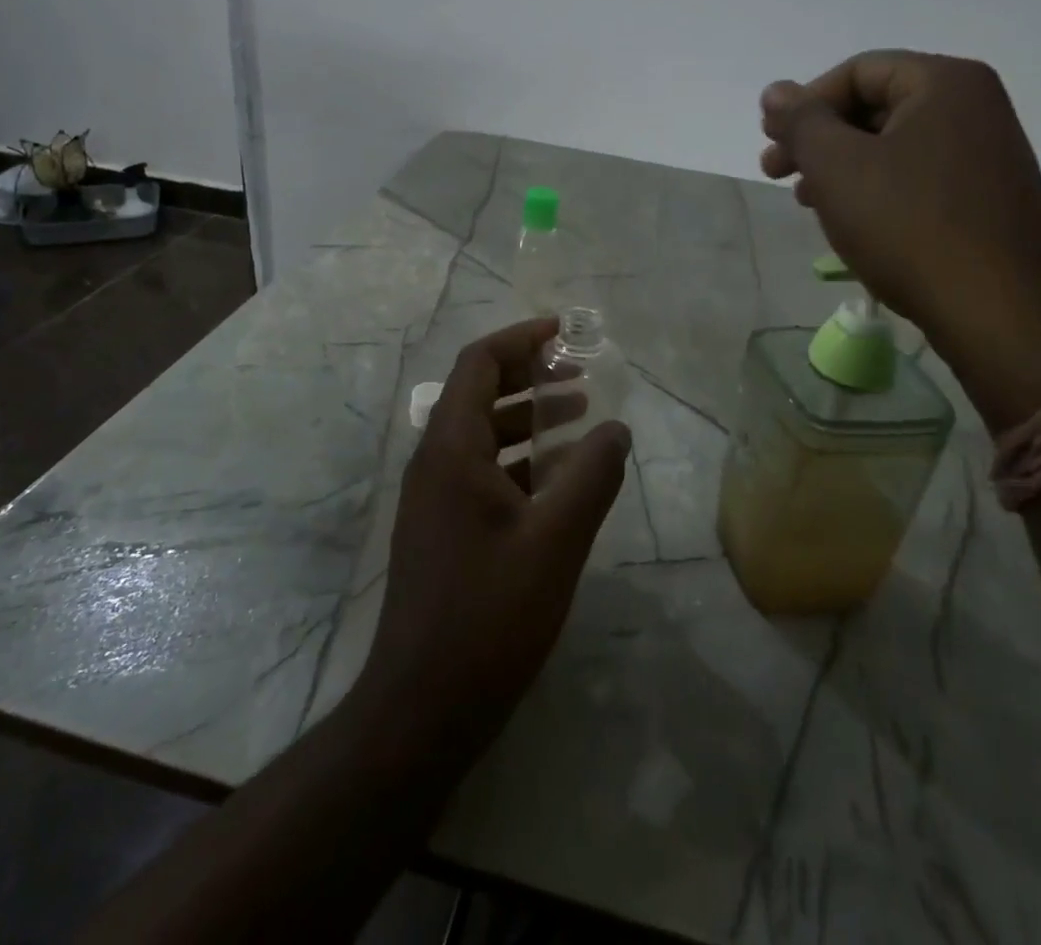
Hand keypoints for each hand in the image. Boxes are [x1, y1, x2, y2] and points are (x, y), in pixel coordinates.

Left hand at [357, 319, 630, 756]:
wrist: (422, 706)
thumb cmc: (489, 615)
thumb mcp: (555, 542)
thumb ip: (591, 478)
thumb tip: (618, 429)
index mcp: (451, 449)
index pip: (479, 364)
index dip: (521, 339)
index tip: (564, 332)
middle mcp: (435, 462)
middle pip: (479, 392)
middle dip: (529, 374)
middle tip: (580, 372)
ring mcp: (435, 497)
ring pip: (482, 433)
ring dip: (528, 416)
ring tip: (581, 415)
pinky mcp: (442, 528)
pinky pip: (482, 471)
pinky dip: (521, 459)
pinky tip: (560, 476)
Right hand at [760, 51, 1040, 427]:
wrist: (1003, 315)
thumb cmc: (910, 227)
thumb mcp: (837, 167)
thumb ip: (801, 121)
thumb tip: (775, 90)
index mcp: (945, 83)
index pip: (857, 71)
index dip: (804, 103)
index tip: (771, 142)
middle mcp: (975, 108)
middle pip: (874, 106)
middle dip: (818, 139)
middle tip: (776, 173)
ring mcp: (988, 155)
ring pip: (892, 146)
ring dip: (839, 168)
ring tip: (808, 203)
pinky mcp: (988, 199)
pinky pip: (916, 177)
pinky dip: (874, 191)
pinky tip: (851, 223)